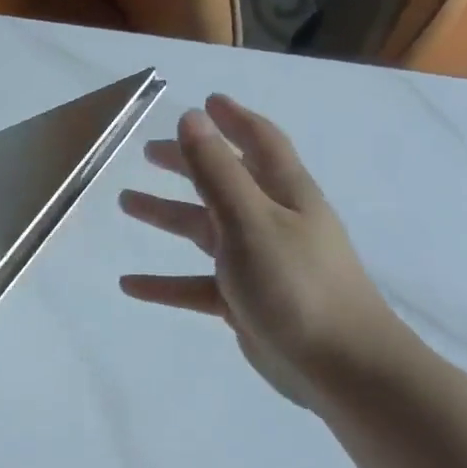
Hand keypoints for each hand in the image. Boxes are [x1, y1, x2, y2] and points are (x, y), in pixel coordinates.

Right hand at [119, 95, 400, 406]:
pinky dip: (165, 282)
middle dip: (189, 164)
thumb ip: (216, 171)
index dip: (233, 119)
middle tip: (148, 153)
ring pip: (205, 231)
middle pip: (224, 182)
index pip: (259, 142)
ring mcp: (258, 263)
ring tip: (126, 202)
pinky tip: (129, 284)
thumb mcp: (249, 220)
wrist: (340, 366)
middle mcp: (272, 221)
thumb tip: (190, 117)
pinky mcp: (244, 301)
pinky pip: (196, 284)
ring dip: (167, 216)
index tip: (206, 101)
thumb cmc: (296, 283)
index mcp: (284, 193)